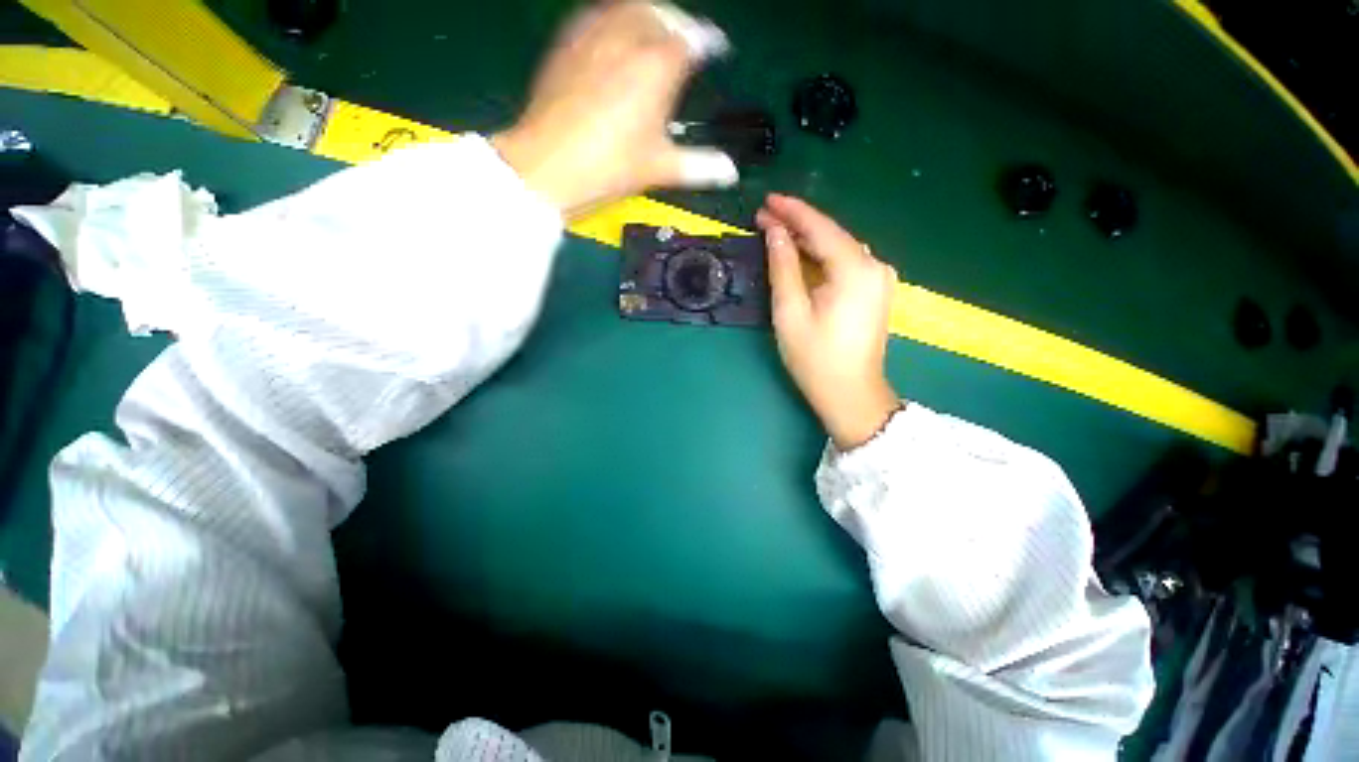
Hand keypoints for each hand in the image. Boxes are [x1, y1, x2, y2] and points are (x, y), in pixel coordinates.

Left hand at [492, 2, 737, 217]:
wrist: (549, 166)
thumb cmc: (611, 167)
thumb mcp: (660, 168)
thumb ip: (699, 166)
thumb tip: (731, 172)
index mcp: (657, 67)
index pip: (693, 40)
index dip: (709, 41)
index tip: (716, 48)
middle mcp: (628, 38)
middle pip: (660, 13)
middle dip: (678, 21)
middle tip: (686, 37)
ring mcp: (593, 37)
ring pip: (626, 7)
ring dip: (646, 13)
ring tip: (654, 30)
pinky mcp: (566, 45)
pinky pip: (595, 16)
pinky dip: (613, 18)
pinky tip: (613, 35)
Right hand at [756, 194, 901, 449]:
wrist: (850, 394)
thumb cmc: (815, 358)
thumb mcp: (791, 312)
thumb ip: (783, 267)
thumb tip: (775, 232)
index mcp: (855, 270)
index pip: (821, 228)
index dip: (792, 211)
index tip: (767, 200)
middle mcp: (875, 266)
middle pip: (832, 235)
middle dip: (798, 225)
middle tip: (764, 217)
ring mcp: (880, 278)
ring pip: (838, 248)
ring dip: (809, 240)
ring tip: (777, 232)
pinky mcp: (876, 291)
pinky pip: (845, 263)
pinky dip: (822, 256)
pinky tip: (802, 254)